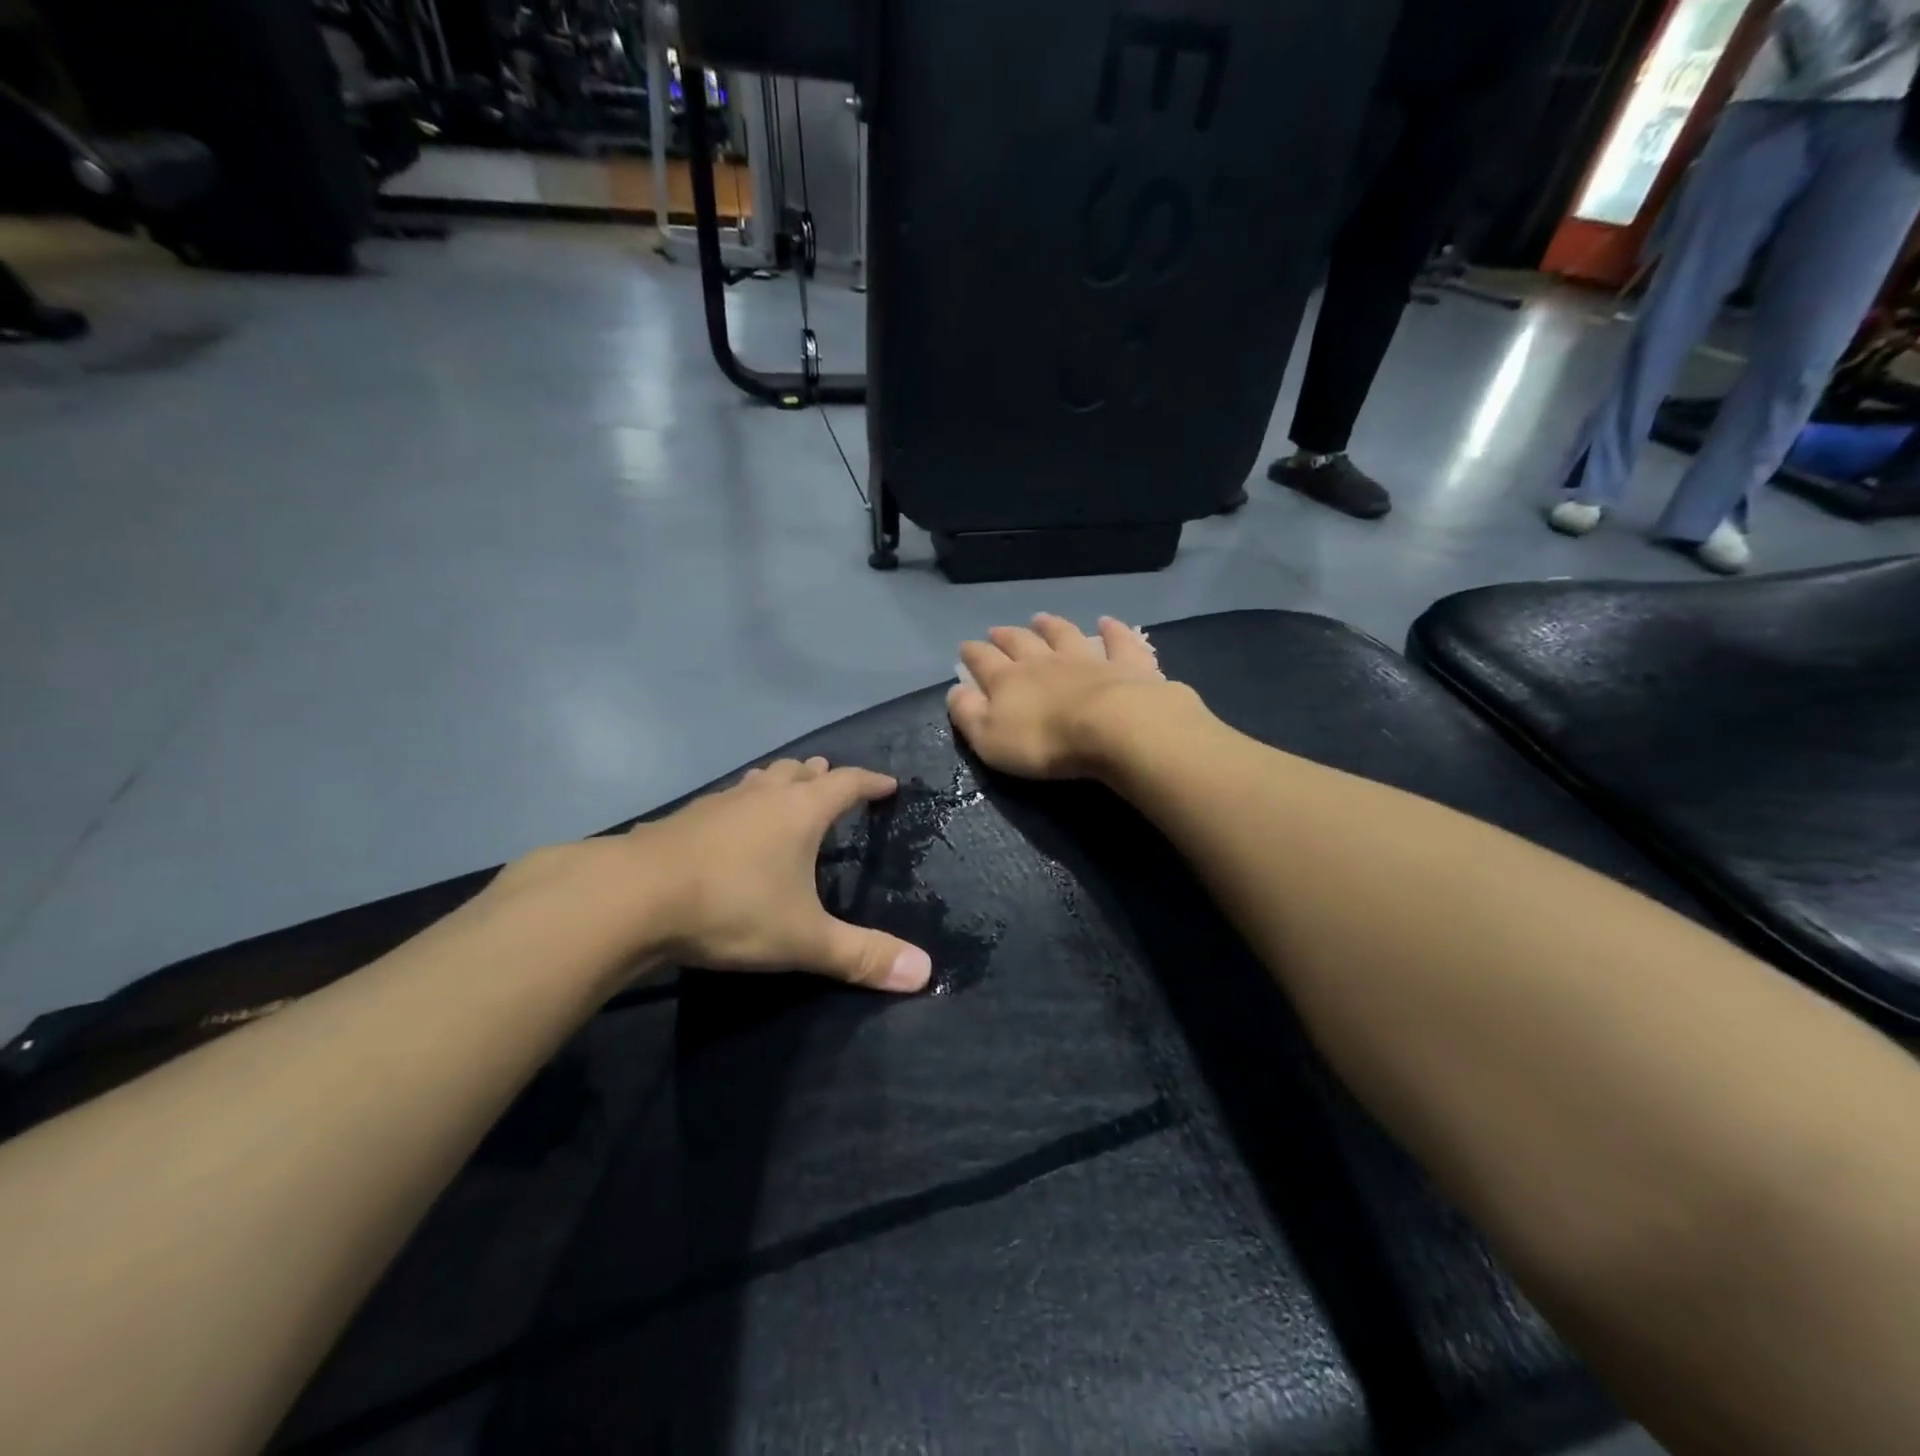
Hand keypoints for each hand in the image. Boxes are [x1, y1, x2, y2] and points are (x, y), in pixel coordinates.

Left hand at [508, 758, 931, 993]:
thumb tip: (925, 974)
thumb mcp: (804, 939)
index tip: (888, 785)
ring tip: (787, 792)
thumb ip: (862, 956)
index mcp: (800, 811)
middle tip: (834, 783)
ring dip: (780, 782)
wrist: (631, 897)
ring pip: (759, 781)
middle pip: (800, 772)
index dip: (870, 782)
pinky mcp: (683, 819)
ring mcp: (719, 803)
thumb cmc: (731, 908)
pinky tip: (731, 826)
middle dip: (822, 776)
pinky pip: (726, 800)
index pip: (847, 783)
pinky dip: (742, 804)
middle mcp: (763, 796)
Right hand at [948, 614, 1188, 779]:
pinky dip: (1112, 630)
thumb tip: (955, 691)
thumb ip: (968, 714)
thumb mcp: (990, 738)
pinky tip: (1108, 621)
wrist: (1112, 727)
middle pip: (1021, 642)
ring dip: (1051, 625)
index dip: (972, 654)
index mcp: (1008, 681)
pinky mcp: (1125, 665)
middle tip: (997, 630)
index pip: (983, 661)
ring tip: (1041, 617)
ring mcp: (1086, 659)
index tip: (965, 647)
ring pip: (1064, 635)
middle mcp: (1044, 662)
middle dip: (1006, 636)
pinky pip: (1117, 642)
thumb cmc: (1044, 741)